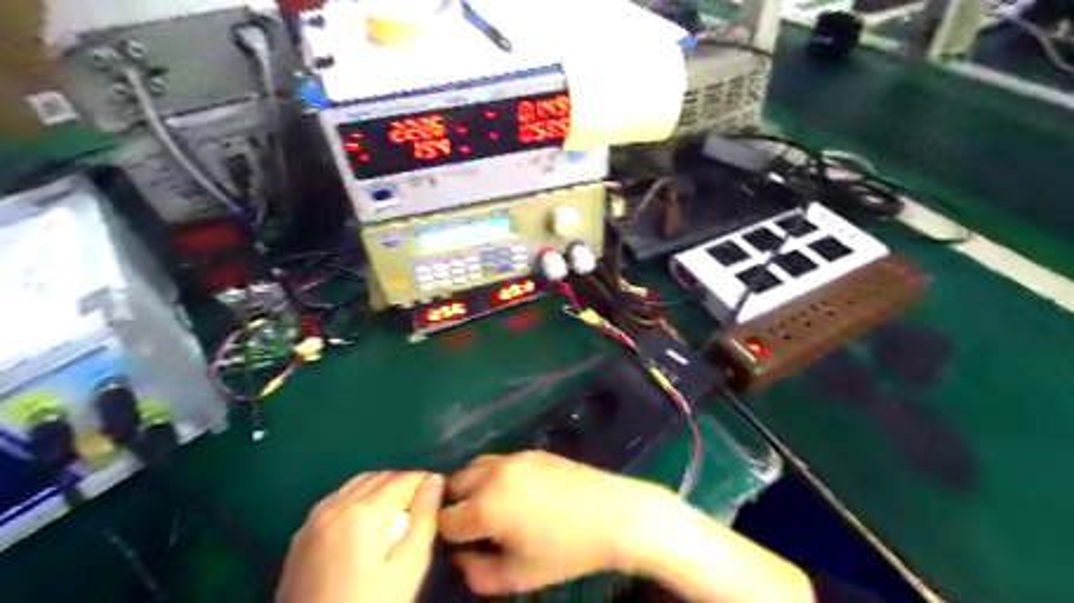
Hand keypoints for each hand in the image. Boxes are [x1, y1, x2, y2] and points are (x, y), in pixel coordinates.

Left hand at [278, 471, 446, 602]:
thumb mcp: (408, 568)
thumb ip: (424, 519)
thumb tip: (435, 481)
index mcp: (362, 511)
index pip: (404, 478)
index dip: (427, 483)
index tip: (441, 498)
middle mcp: (334, 505)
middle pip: (379, 477)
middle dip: (404, 485)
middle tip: (421, 511)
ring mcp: (312, 520)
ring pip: (355, 485)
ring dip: (380, 490)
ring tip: (396, 518)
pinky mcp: (300, 537)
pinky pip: (336, 501)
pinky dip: (356, 501)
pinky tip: (364, 528)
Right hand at [434, 451, 668, 595]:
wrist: (611, 513)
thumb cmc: (565, 551)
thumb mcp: (518, 576)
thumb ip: (477, 574)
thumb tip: (460, 558)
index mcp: (484, 506)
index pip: (444, 519)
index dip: (450, 537)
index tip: (466, 546)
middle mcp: (491, 475)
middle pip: (452, 485)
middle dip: (456, 506)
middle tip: (476, 527)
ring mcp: (512, 458)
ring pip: (473, 467)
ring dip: (472, 487)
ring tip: (493, 507)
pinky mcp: (530, 451)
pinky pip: (497, 460)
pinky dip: (493, 476)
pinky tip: (516, 493)